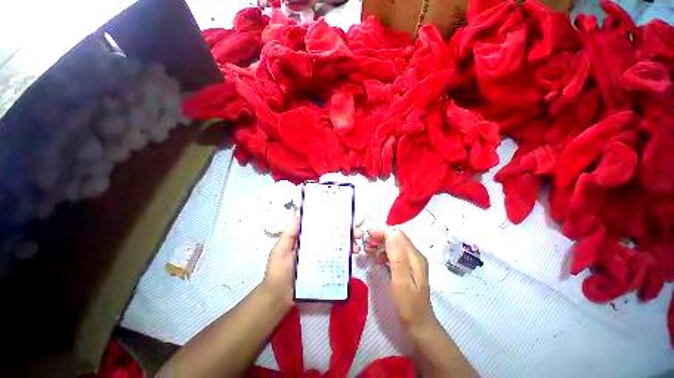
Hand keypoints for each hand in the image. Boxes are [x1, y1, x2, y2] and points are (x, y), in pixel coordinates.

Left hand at [262, 216, 362, 308]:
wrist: (278, 298)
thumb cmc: (278, 271)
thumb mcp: (280, 250)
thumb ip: (289, 234)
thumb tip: (298, 213)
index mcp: (305, 239)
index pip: (321, 226)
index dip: (332, 220)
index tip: (345, 217)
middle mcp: (315, 246)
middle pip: (332, 235)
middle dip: (346, 232)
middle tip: (358, 231)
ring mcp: (321, 258)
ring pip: (337, 247)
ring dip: (349, 244)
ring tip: (358, 244)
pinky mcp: (325, 269)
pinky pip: (337, 261)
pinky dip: (347, 257)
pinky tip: (354, 255)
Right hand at [363, 228, 436, 331]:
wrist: (418, 323)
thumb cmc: (409, 305)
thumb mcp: (402, 282)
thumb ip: (397, 257)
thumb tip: (391, 234)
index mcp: (414, 256)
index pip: (397, 234)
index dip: (382, 232)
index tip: (368, 236)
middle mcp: (414, 255)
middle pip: (395, 237)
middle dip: (379, 237)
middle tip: (366, 244)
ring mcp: (410, 261)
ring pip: (393, 244)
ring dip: (380, 244)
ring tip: (368, 250)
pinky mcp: (406, 266)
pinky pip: (393, 253)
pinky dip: (383, 253)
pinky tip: (376, 260)